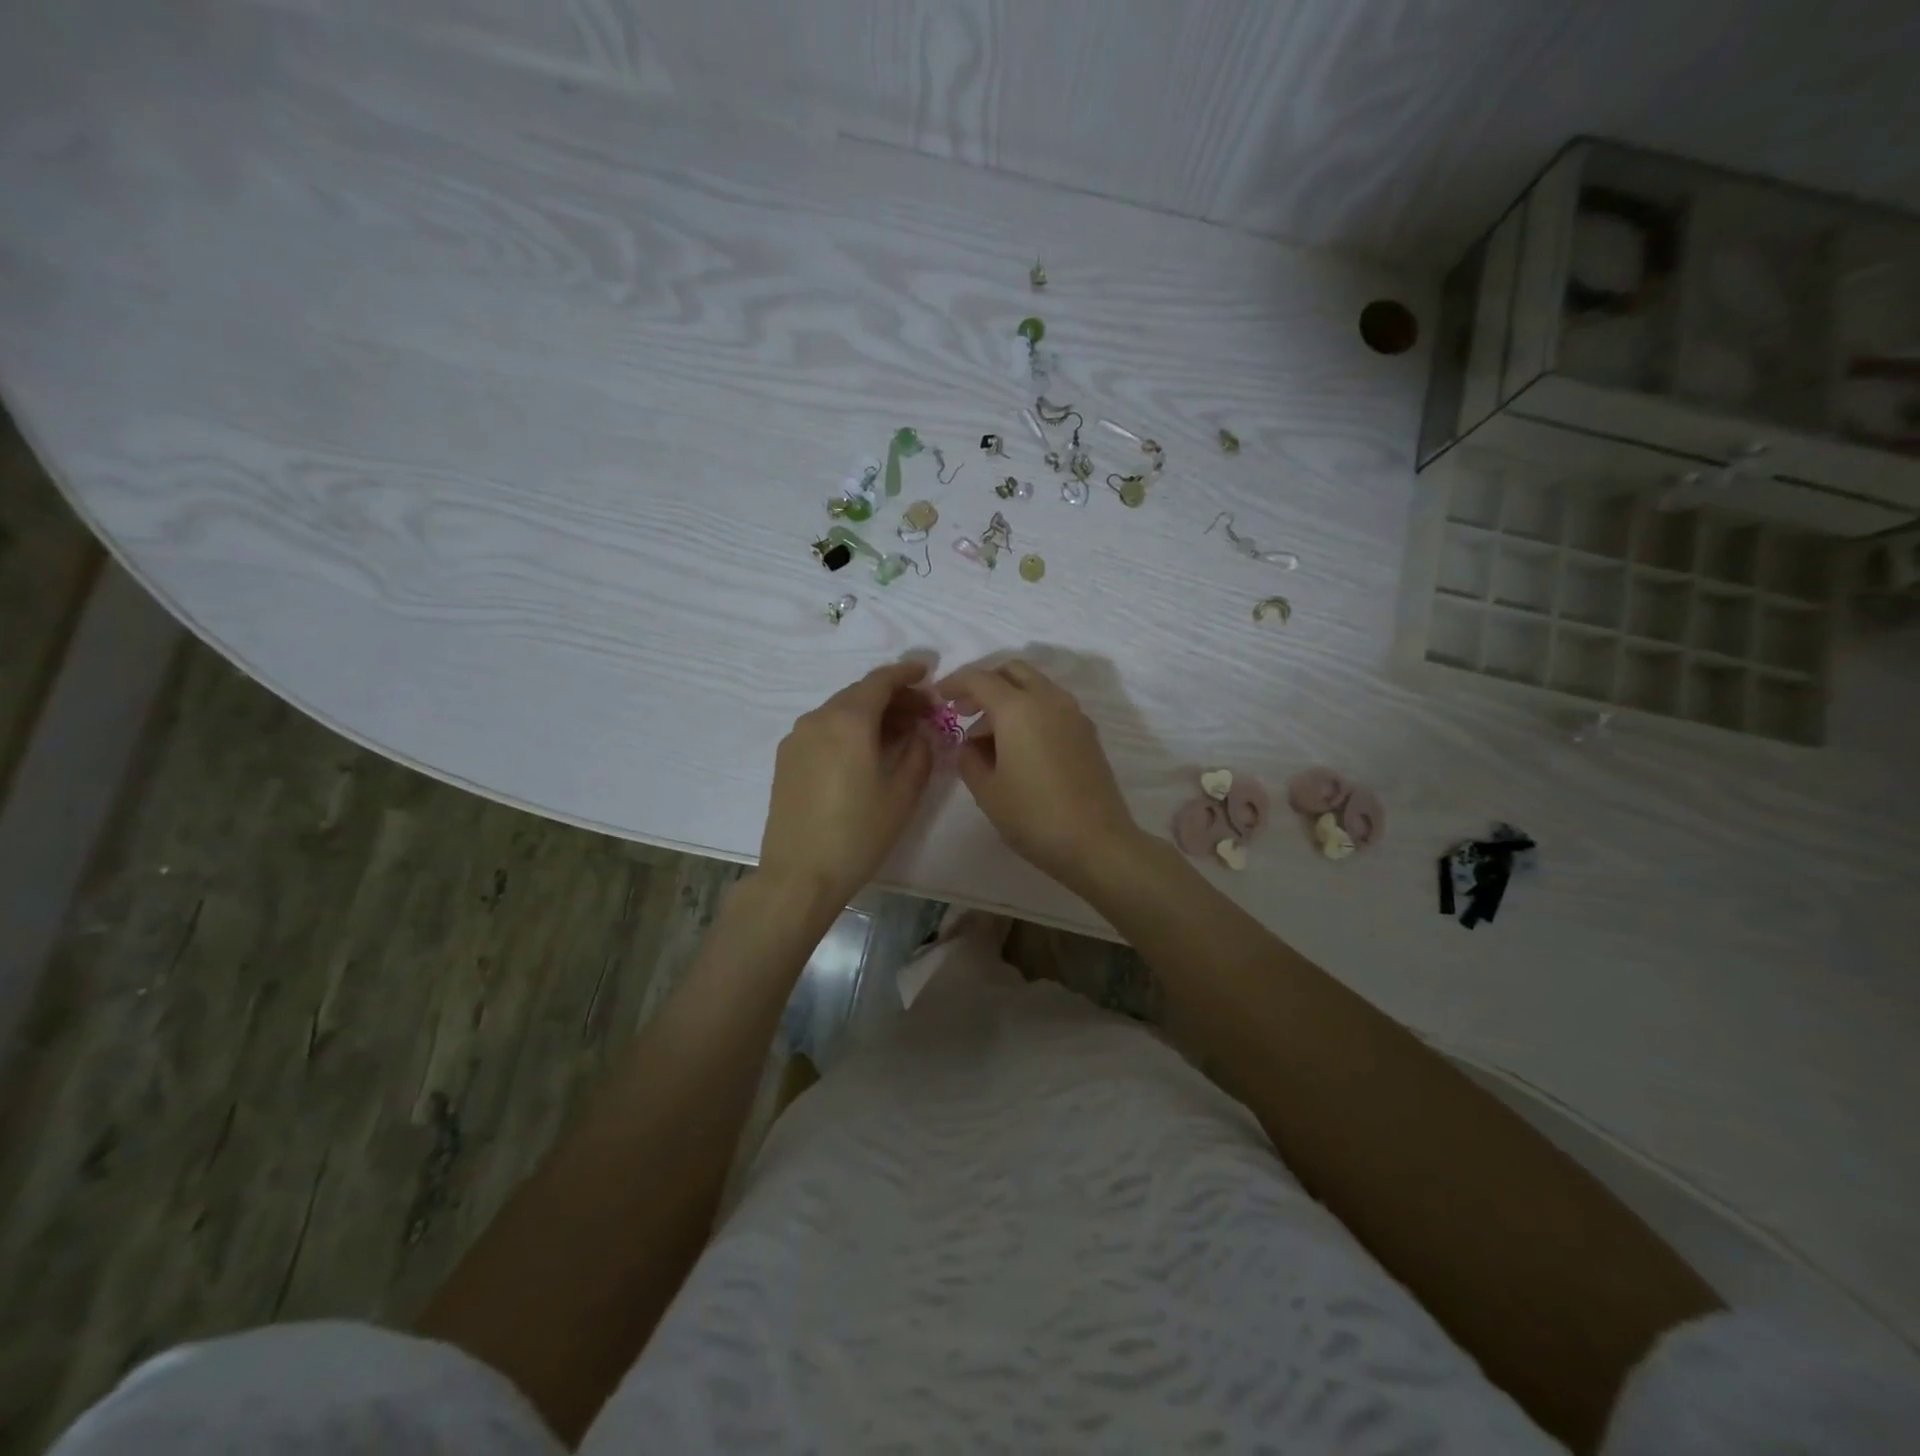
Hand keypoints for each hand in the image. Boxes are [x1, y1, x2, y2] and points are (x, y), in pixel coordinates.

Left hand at [759, 660, 933, 908]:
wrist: (800, 874)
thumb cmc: (858, 833)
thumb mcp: (903, 793)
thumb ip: (920, 752)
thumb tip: (923, 731)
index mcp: (848, 720)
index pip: (881, 680)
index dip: (907, 673)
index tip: (928, 673)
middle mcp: (818, 718)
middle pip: (860, 693)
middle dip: (893, 697)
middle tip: (922, 712)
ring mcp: (797, 738)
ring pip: (840, 711)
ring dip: (871, 713)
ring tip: (898, 733)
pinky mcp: (786, 758)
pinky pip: (824, 729)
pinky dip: (849, 729)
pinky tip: (865, 751)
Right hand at [936, 660, 1143, 889]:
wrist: (1096, 842)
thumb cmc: (1033, 816)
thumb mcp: (987, 791)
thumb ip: (969, 759)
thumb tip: (969, 744)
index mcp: (1018, 708)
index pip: (979, 679)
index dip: (954, 683)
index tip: (939, 697)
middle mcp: (1048, 700)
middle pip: (1012, 671)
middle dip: (985, 683)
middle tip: (965, 711)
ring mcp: (1073, 714)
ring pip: (1035, 686)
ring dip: (1009, 698)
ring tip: (989, 737)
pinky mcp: (1087, 732)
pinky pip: (1052, 706)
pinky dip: (1031, 712)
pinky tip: (1020, 747)